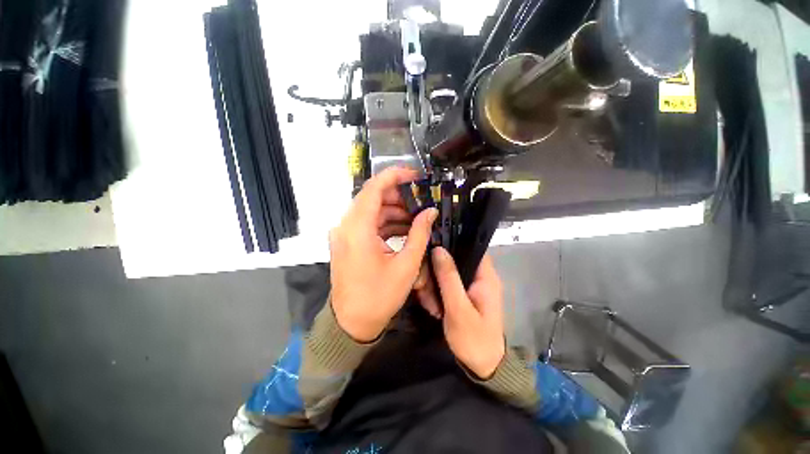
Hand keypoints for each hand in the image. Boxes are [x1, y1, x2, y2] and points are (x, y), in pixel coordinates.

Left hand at [330, 167, 437, 341]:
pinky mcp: (348, 241)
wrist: (352, 323)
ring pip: (371, 210)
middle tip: (421, 201)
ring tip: (417, 217)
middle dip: (398, 196)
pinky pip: (368, 224)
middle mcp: (346, 226)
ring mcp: (345, 234)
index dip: (394, 176)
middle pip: (372, 198)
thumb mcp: (406, 265)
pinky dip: (386, 223)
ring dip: (394, 211)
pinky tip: (404, 229)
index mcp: (358, 229)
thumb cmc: (379, 296)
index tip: (415, 175)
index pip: (374, 188)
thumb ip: (419, 233)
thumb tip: (430, 211)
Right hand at [423, 247, 505, 378]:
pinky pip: (447, 286)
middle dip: (436, 272)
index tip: (431, 247)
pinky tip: (432, 307)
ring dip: (434, 286)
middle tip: (424, 288)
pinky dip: (437, 293)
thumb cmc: (474, 339)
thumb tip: (439, 249)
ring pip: (447, 274)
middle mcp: (479, 278)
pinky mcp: (462, 296)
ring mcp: (470, 287)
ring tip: (429, 304)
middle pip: (454, 261)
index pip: (471, 247)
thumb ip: (449, 278)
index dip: (452, 243)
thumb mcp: (458, 308)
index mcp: (485, 276)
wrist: (483, 368)